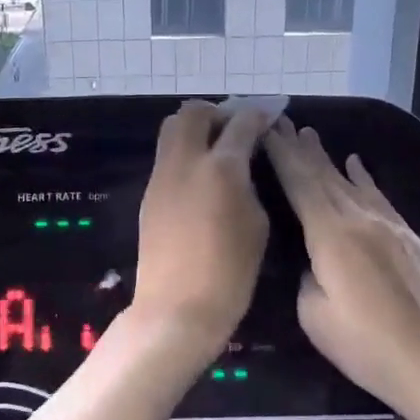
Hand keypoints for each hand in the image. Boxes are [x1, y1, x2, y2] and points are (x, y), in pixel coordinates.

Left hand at [132, 101, 274, 351]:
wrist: (177, 307)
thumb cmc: (230, 272)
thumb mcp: (257, 224)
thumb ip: (250, 184)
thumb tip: (241, 167)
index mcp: (221, 167)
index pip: (241, 123)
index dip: (258, 113)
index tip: (270, 114)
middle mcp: (185, 161)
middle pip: (193, 112)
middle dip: (218, 112)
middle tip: (236, 129)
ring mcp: (161, 176)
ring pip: (172, 129)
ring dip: (196, 129)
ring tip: (217, 149)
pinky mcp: (149, 194)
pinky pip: (166, 157)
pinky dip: (185, 152)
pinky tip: (201, 175)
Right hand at [263, 117, 419, 403]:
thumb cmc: (366, 345)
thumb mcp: (314, 315)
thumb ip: (305, 275)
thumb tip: (311, 259)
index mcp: (331, 234)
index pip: (300, 183)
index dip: (281, 155)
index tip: (265, 129)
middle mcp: (360, 218)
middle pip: (324, 175)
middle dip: (300, 148)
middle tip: (281, 122)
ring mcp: (390, 226)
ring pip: (351, 183)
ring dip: (328, 158)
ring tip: (310, 136)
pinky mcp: (411, 239)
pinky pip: (378, 197)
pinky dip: (363, 178)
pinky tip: (356, 164)